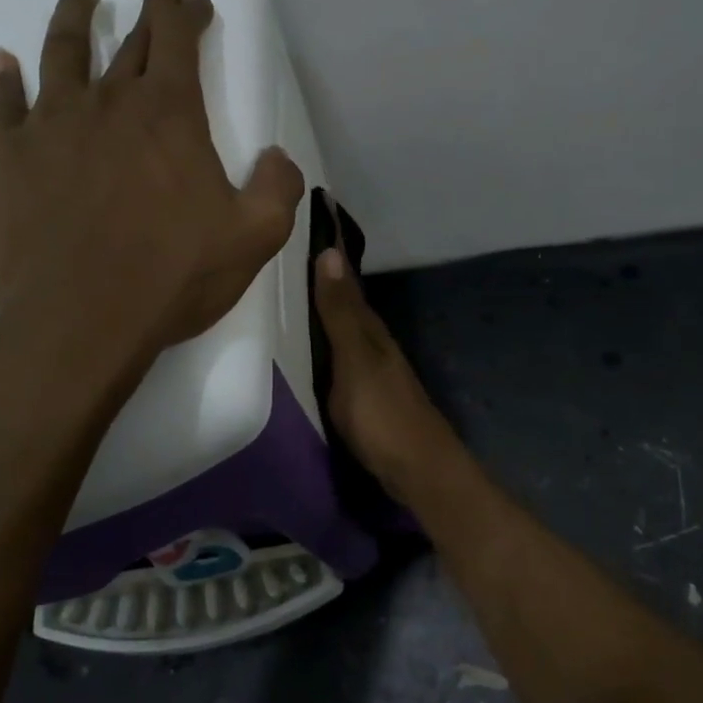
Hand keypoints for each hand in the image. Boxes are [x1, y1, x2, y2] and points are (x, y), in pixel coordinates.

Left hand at [0, 0, 304, 358]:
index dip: (185, 11)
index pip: (178, 39)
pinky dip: (5, 78)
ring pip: (61, 52)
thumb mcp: (255, 237)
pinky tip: (6, 62)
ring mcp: (49, 125)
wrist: (79, 322)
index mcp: (169, 114)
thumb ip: (278, 188)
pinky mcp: (4, 157)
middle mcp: (107, 103)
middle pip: (129, 41)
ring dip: (75, 17)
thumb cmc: (172, 276)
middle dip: (149, 12)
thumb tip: (277, 156)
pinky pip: (3, 103)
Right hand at [313, 244, 463, 499]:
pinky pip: (341, 359)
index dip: (326, 261)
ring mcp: (373, 370)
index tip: (304, 232)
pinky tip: (310, 352)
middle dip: (321, 286)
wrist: (418, 470)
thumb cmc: (382, 414)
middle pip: (345, 306)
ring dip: (323, 316)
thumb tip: (330, 252)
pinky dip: (326, 347)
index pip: (345, 284)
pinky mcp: (368, 395)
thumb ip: (340, 312)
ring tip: (289, 302)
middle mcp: (374, 343)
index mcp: (370, 330)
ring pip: (343, 333)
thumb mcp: (355, 360)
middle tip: (284, 265)